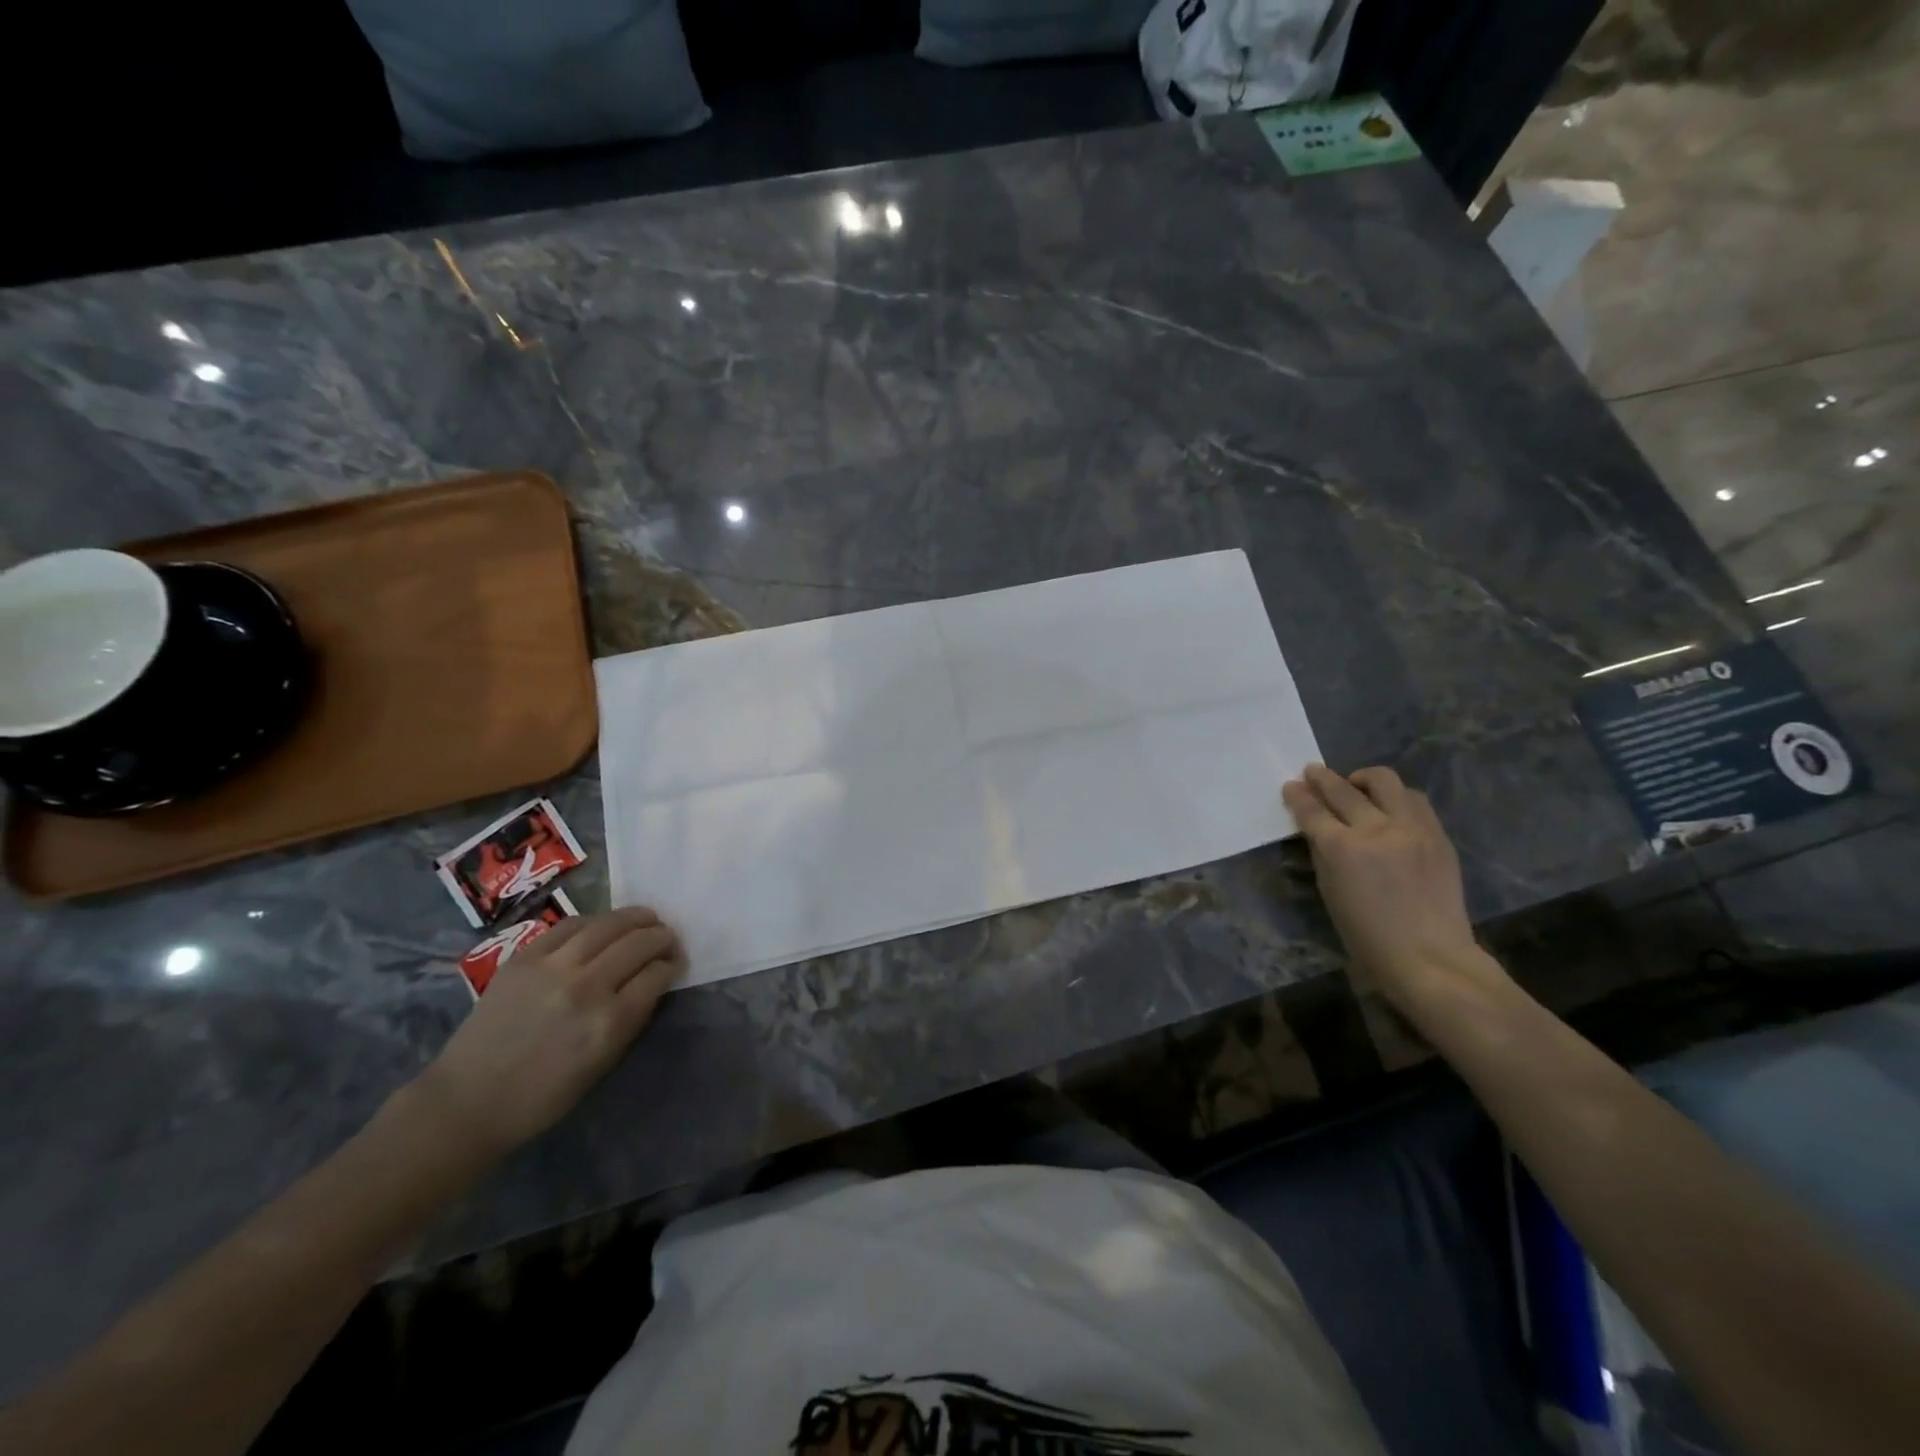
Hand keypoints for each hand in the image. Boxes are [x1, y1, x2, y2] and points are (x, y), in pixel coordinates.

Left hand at [416, 907, 684, 1155]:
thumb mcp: (603, 1063)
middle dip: (661, 937)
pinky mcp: (525, 957)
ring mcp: (553, 967)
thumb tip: (653, 981)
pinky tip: (604, 925)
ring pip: (608, 925)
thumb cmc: (542, 1096)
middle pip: (639, 943)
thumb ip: (632, 1018)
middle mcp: (586, 987)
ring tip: (647, 918)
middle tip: (667, 939)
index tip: (673, 964)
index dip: (671, 965)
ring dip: (636, 918)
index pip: (657, 974)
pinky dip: (595, 921)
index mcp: (610, 1022)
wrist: (468, 1100)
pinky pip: (571, 925)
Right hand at [1281, 764, 1503, 1008]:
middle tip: (1313, 773)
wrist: (1430, 957)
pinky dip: (1395, 797)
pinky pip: (1414, 800)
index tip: (1291, 786)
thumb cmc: (1366, 935)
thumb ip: (1323, 853)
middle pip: (1344, 790)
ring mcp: (1412, 828)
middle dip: (1323, 779)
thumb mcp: (1329, 891)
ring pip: (1385, 782)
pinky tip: (1389, 807)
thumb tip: (1319, 829)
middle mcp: (1376, 829)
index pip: (1312, 810)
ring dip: (1364, 780)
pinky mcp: (1438, 834)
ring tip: (1356, 786)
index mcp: (1342, 849)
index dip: (1298, 796)